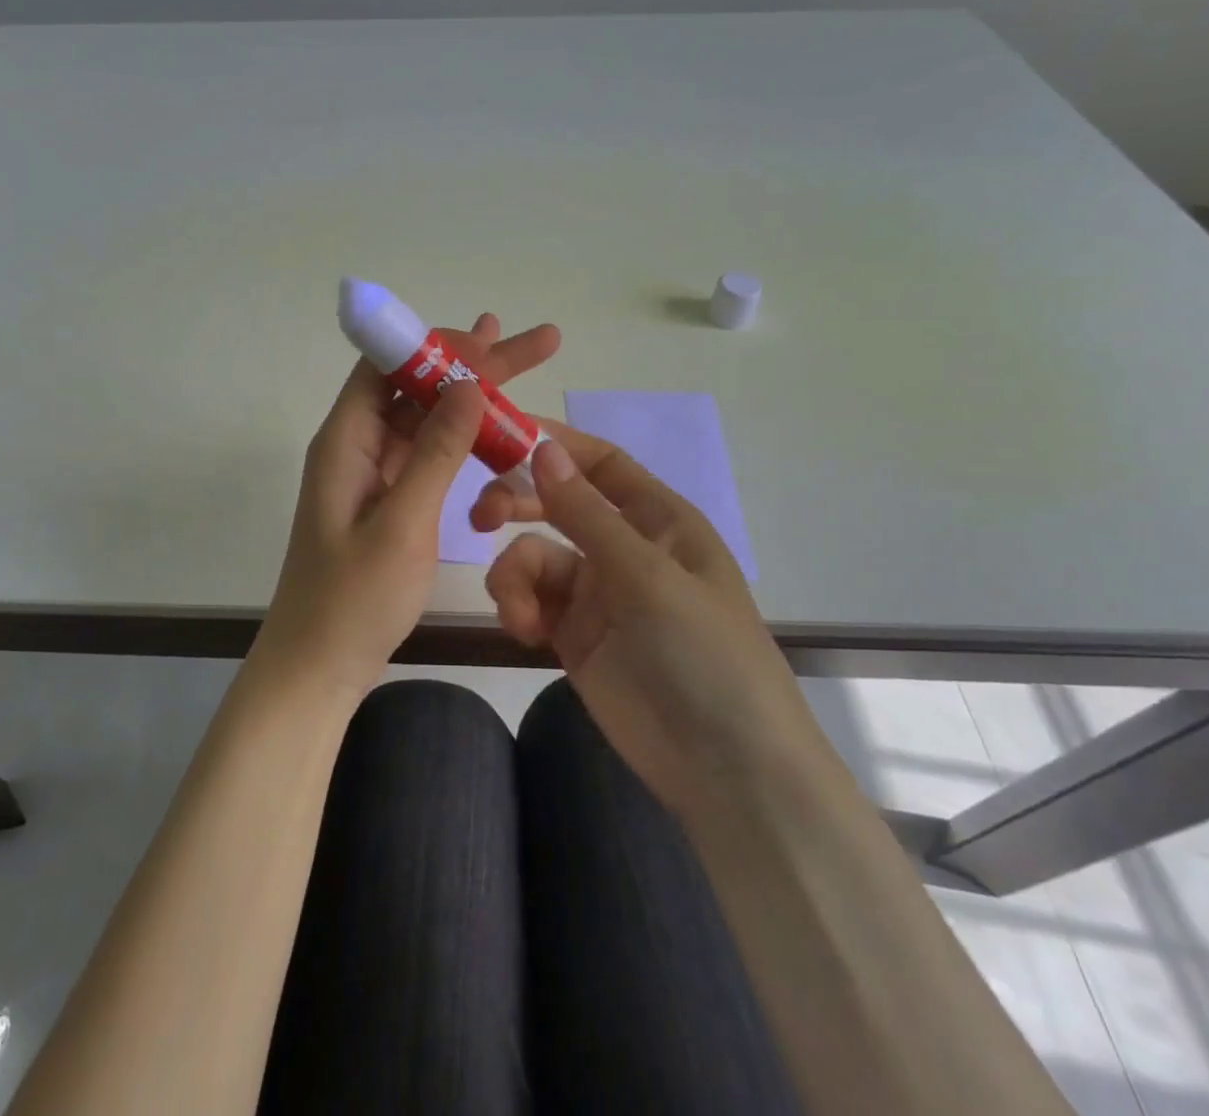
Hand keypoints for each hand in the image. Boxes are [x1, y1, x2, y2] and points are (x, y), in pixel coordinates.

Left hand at [252, 314, 560, 698]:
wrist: (317, 666)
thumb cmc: (353, 600)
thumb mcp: (402, 523)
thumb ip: (436, 452)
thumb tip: (470, 385)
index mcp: (346, 439)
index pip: (388, 365)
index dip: (437, 344)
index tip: (490, 337)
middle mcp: (356, 444)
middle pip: (415, 385)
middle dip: (473, 362)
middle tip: (535, 341)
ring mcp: (372, 472)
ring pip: (425, 417)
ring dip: (471, 396)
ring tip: (522, 367)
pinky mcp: (387, 498)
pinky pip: (426, 453)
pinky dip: (461, 438)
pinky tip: (496, 429)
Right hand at [483, 430, 817, 807]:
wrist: (727, 772)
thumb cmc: (702, 656)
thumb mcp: (646, 577)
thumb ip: (586, 514)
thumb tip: (542, 448)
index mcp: (658, 519)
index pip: (599, 463)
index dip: (552, 444)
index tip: (497, 436)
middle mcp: (624, 546)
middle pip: (557, 503)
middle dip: (517, 504)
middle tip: (481, 517)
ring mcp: (597, 592)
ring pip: (533, 555)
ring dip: (515, 575)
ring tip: (519, 613)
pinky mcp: (573, 634)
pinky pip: (531, 600)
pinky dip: (519, 608)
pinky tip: (525, 632)